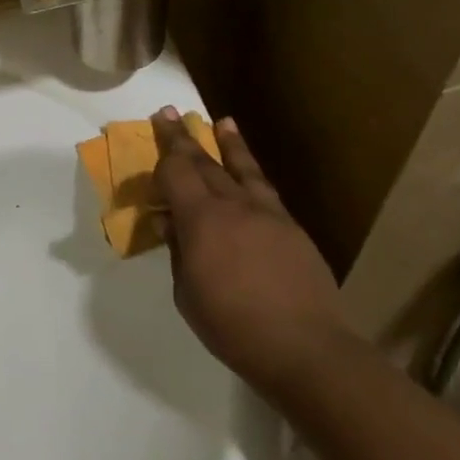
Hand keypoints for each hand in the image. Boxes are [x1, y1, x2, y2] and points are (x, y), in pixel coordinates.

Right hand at [151, 108, 343, 388]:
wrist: (304, 347)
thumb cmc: (231, 324)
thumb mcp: (186, 292)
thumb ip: (178, 251)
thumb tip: (172, 225)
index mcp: (201, 220)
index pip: (177, 172)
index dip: (163, 150)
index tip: (155, 128)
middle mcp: (234, 206)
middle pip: (205, 162)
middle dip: (184, 137)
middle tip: (170, 113)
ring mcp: (268, 214)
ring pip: (243, 169)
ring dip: (228, 144)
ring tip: (221, 122)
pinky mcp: (292, 229)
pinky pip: (265, 190)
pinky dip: (252, 172)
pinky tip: (249, 173)